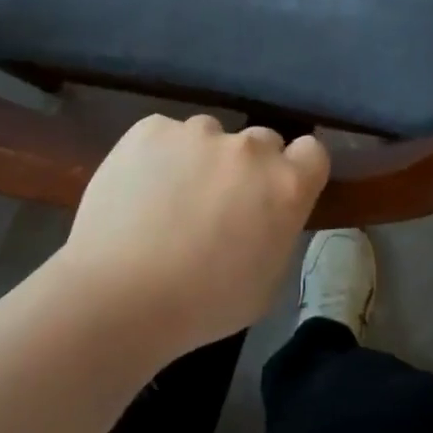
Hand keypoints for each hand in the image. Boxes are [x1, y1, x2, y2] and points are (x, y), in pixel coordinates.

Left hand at [55, 115, 329, 357]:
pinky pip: (164, 135)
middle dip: (247, 167)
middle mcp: (249, 148)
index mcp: (286, 186)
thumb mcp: (266, 282)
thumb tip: (265, 214)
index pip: (312, 152)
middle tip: (218, 202)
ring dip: (200, 159)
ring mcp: (198, 132)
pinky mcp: (152, 128)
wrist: (120, 295)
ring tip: (167, 199)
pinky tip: (138, 190)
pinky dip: (158, 155)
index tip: (276, 191)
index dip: (296, 169)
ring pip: (209, 136)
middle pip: (261, 141)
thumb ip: (276, 232)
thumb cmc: (202, 305)